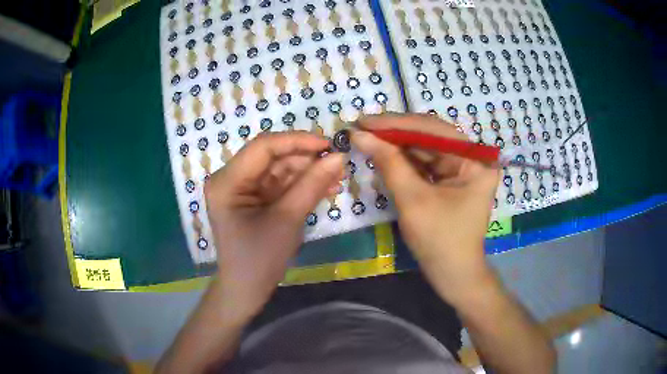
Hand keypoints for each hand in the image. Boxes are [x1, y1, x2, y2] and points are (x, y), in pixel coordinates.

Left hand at [204, 132, 344, 322]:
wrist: (246, 291)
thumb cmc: (259, 260)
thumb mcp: (287, 220)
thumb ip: (312, 185)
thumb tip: (339, 157)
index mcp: (227, 181)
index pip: (263, 147)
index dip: (297, 141)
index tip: (330, 145)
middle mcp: (231, 178)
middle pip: (272, 157)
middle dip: (306, 159)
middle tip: (339, 164)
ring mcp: (243, 189)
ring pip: (279, 169)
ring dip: (308, 172)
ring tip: (337, 178)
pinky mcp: (254, 199)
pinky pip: (281, 184)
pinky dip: (302, 185)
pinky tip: (326, 188)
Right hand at [352, 113, 498, 305]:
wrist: (452, 275)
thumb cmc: (439, 241)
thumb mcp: (413, 199)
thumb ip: (388, 163)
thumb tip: (360, 135)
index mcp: (476, 161)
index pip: (434, 130)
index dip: (397, 124)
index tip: (364, 120)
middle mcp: (472, 158)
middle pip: (430, 136)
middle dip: (395, 132)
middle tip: (362, 126)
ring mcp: (462, 168)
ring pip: (425, 147)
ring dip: (396, 144)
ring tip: (367, 136)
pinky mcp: (451, 179)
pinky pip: (425, 162)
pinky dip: (403, 158)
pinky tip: (382, 152)